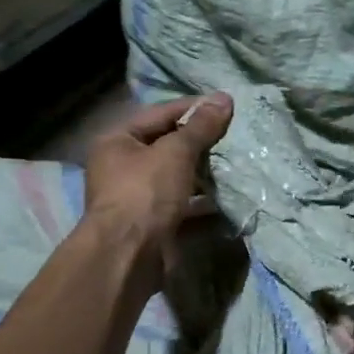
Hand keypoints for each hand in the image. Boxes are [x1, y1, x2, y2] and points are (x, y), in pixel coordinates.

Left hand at [82, 94, 232, 277]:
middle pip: (167, 145)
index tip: (226, 106)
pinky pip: (182, 204)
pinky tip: (227, 197)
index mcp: (118, 141)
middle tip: (234, 135)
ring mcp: (137, 197)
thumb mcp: (175, 152)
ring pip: (176, 176)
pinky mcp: (153, 223)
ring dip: (203, 172)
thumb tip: (224, 98)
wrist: (129, 256)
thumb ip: (201, 126)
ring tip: (235, 163)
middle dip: (200, 142)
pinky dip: (202, 201)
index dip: (193, 108)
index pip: (160, 114)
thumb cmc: (145, 193)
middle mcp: (122, 166)